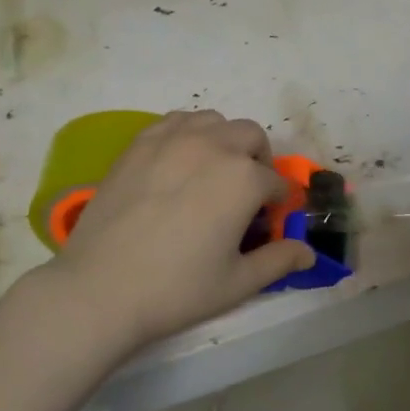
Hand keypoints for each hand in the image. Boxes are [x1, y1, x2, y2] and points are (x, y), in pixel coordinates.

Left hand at [47, 110, 315, 349]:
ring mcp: (172, 140)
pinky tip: (178, 163)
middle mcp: (213, 147)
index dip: (275, 205)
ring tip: (211, 172)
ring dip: (223, 140)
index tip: (263, 225)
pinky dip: (187, 134)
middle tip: (243, 195)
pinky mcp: (139, 144)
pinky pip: (175, 122)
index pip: (275, 183)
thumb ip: (279, 261)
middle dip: (257, 161)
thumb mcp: (238, 283)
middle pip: (251, 137)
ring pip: (213, 121)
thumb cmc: (176, 289)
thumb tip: (309, 254)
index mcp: (244, 179)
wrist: (100, 289)